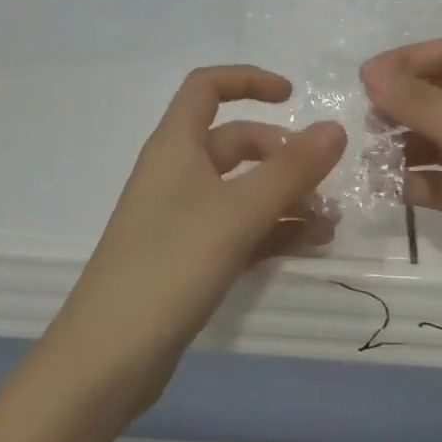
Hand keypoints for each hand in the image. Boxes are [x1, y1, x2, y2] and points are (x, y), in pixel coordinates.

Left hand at [42, 66, 345, 417]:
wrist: (106, 360)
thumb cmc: (169, 266)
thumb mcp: (238, 212)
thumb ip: (291, 170)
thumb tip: (335, 128)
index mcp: (176, 145)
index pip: (207, 87)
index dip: (248, 80)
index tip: (292, 96)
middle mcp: (176, 173)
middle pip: (235, 142)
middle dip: (282, 155)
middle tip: (322, 180)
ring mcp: (180, 218)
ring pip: (241, 190)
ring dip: (284, 198)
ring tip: (329, 224)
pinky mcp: (186, 258)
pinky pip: (237, 228)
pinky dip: (271, 231)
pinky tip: (308, 246)